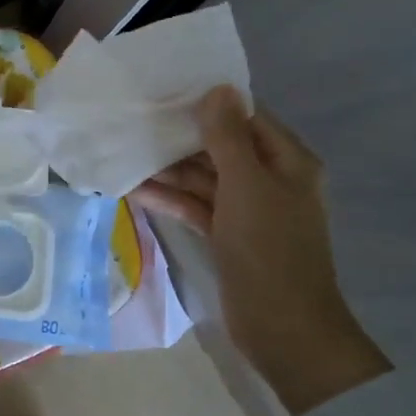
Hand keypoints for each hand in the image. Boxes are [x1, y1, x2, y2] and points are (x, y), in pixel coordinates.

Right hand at [132, 87, 386, 412]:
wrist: (283, 327)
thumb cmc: (268, 248)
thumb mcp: (246, 185)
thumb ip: (227, 137)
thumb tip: (218, 89)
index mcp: (287, 162)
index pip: (247, 117)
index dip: (211, 103)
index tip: (167, 90)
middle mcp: (270, 180)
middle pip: (222, 147)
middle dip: (182, 137)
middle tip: (137, 121)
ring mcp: (248, 210)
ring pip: (205, 178)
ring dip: (170, 170)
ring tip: (127, 154)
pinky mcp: (229, 235)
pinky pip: (197, 206)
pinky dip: (171, 199)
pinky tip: (135, 191)